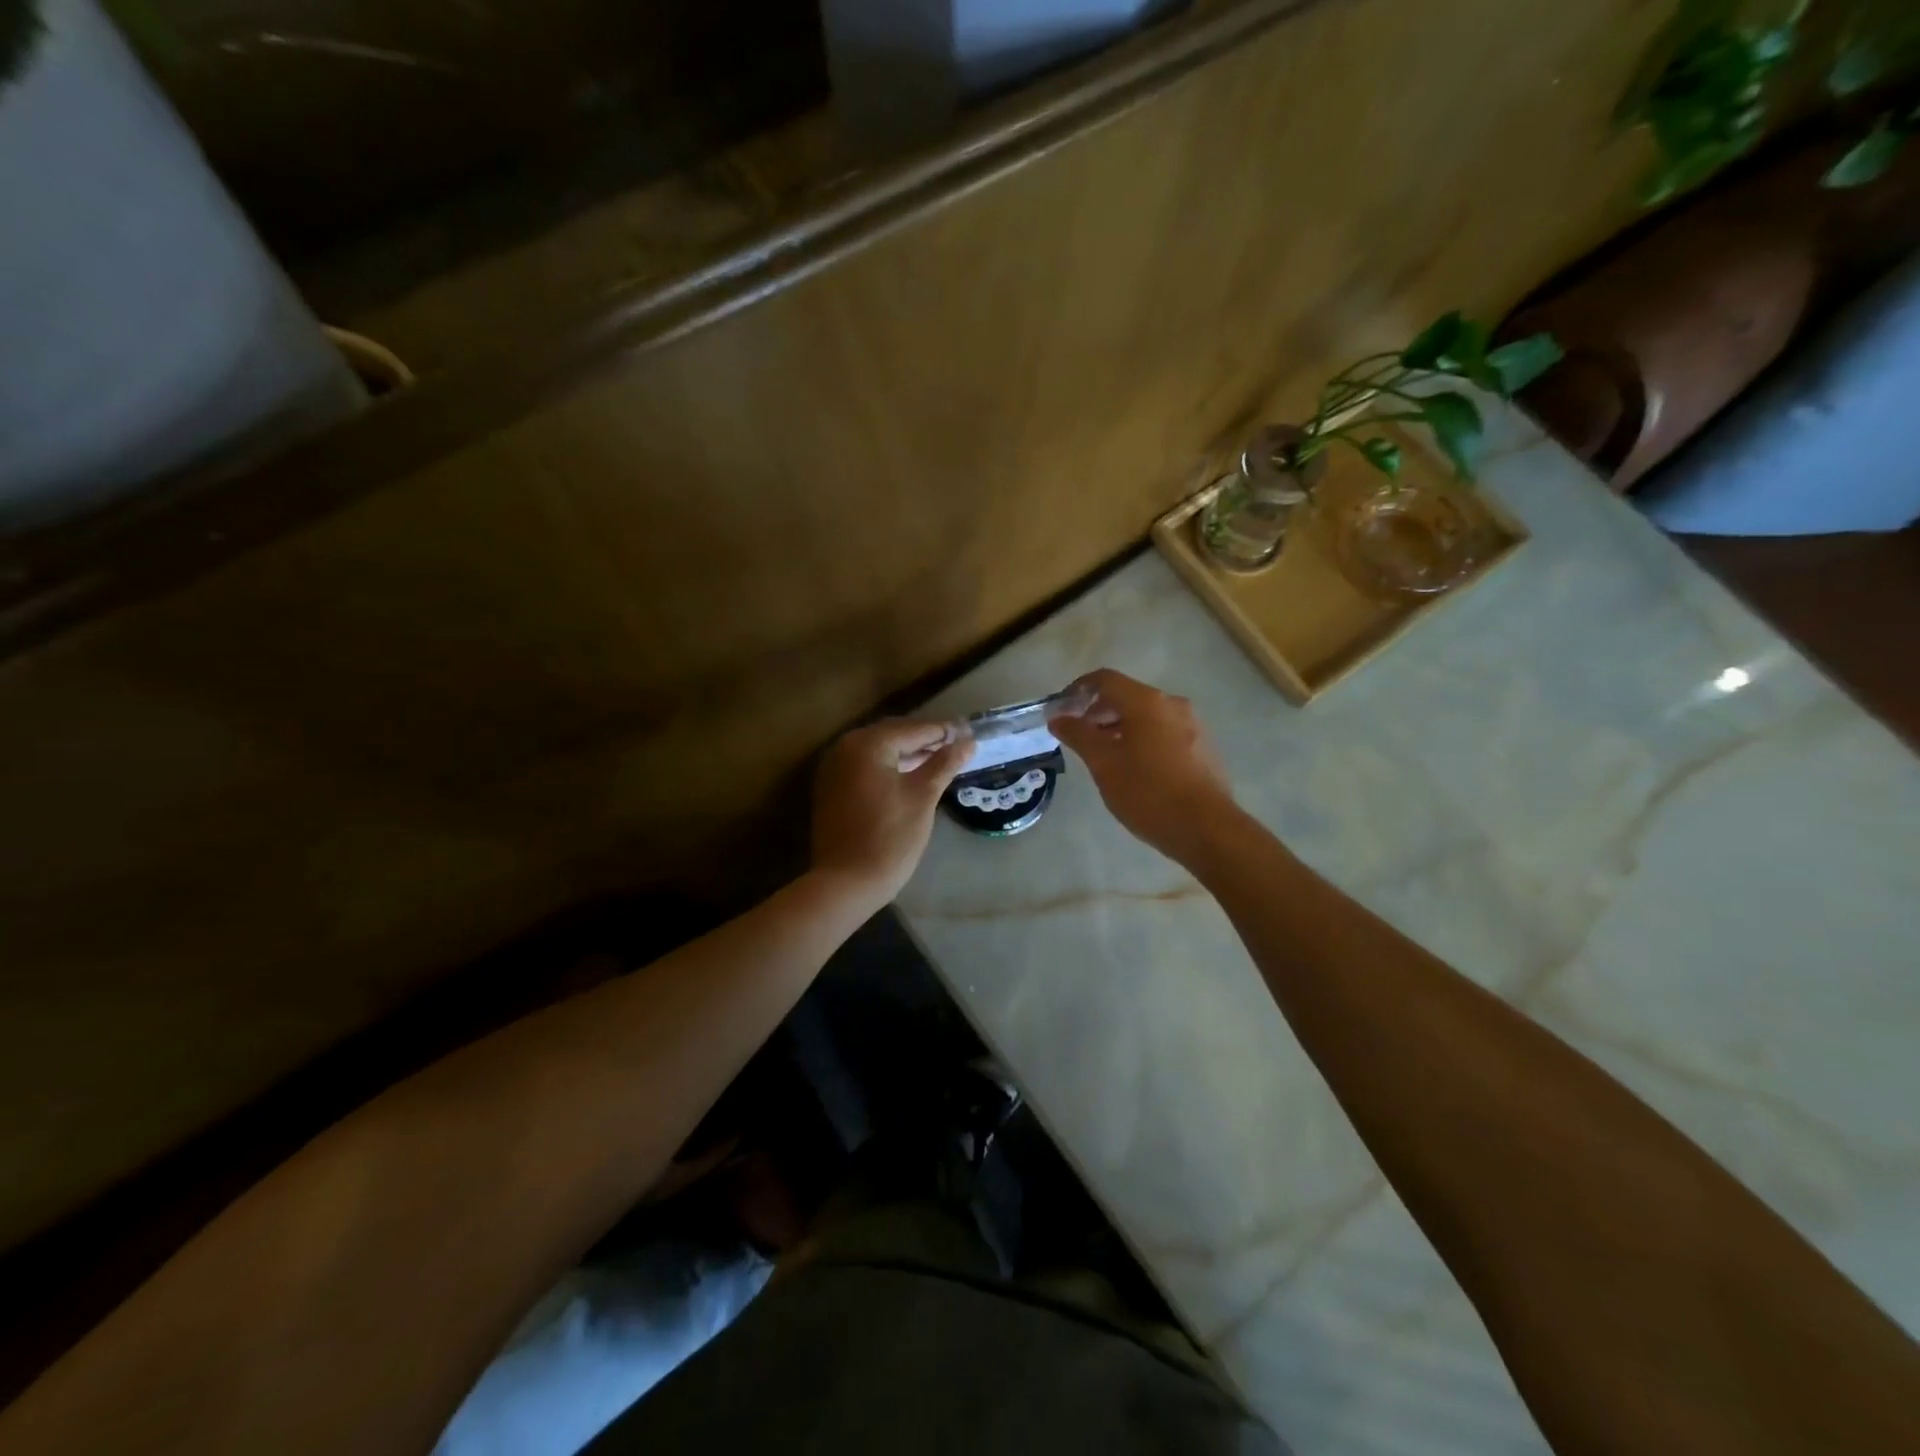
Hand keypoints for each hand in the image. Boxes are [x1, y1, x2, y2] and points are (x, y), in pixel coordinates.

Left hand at [810, 719, 971, 910]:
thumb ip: (945, 763)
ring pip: (878, 751)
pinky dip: (888, 767)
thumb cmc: (890, 837)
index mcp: (867, 744)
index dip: (944, 732)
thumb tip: (968, 741)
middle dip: (925, 740)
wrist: (846, 882)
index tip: (969, 734)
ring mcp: (834, 768)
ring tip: (938, 762)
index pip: (914, 729)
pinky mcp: (831, 788)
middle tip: (956, 747)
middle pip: (893, 735)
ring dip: (907, 753)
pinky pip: (865, 767)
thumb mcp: (923, 797)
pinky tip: (909, 777)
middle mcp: (845, 747)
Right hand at [1049, 669, 1239, 865]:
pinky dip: (1143, 740)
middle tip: (1079, 737)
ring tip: (1104, 756)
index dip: (1078, 690)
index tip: (1060, 711)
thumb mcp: (1103, 764)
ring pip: (1147, 716)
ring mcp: (1193, 725)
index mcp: (1146, 702)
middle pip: (1127, 696)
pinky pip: (1164, 732)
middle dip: (1098, 712)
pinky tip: (1135, 768)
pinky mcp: (1203, 747)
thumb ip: (1078, 735)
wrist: (1206, 828)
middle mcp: (1172, 704)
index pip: (1105, 680)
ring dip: (1120, 727)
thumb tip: (1058, 717)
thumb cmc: (1147, 792)